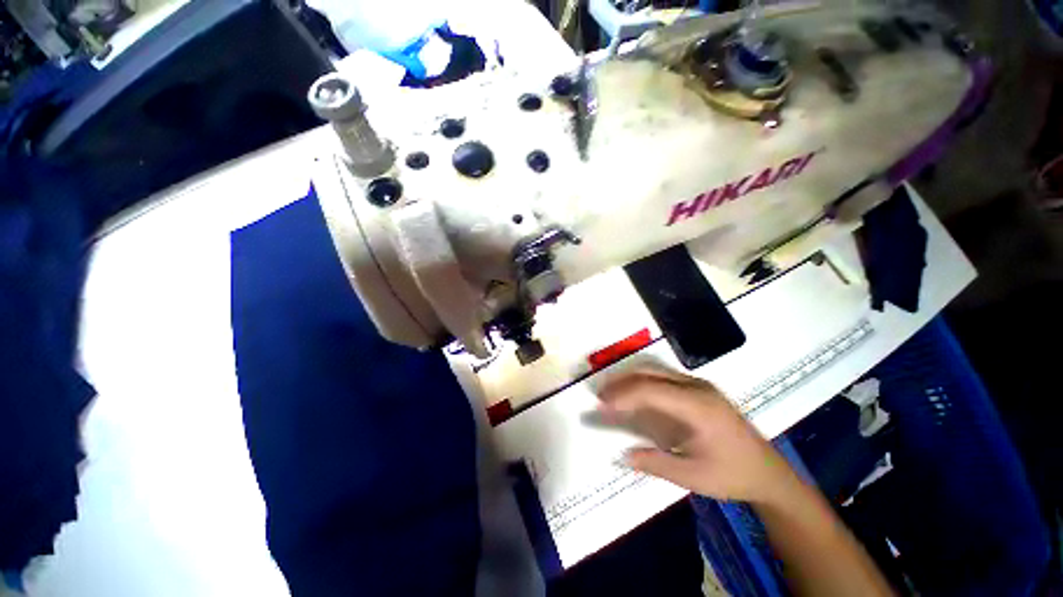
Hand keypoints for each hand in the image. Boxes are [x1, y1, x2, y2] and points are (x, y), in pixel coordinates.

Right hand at [597, 368, 797, 503]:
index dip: (622, 395)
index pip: (650, 389)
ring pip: (655, 370)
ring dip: (630, 379)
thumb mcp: (692, 476)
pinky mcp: (699, 388)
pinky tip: (633, 394)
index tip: (602, 405)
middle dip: (621, 382)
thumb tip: (621, 454)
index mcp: (698, 406)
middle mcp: (697, 387)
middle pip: (650, 373)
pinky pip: (663, 377)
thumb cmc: (732, 475)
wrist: (769, 473)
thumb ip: (654, 463)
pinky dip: (642, 382)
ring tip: (611, 393)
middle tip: (601, 396)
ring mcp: (699, 385)